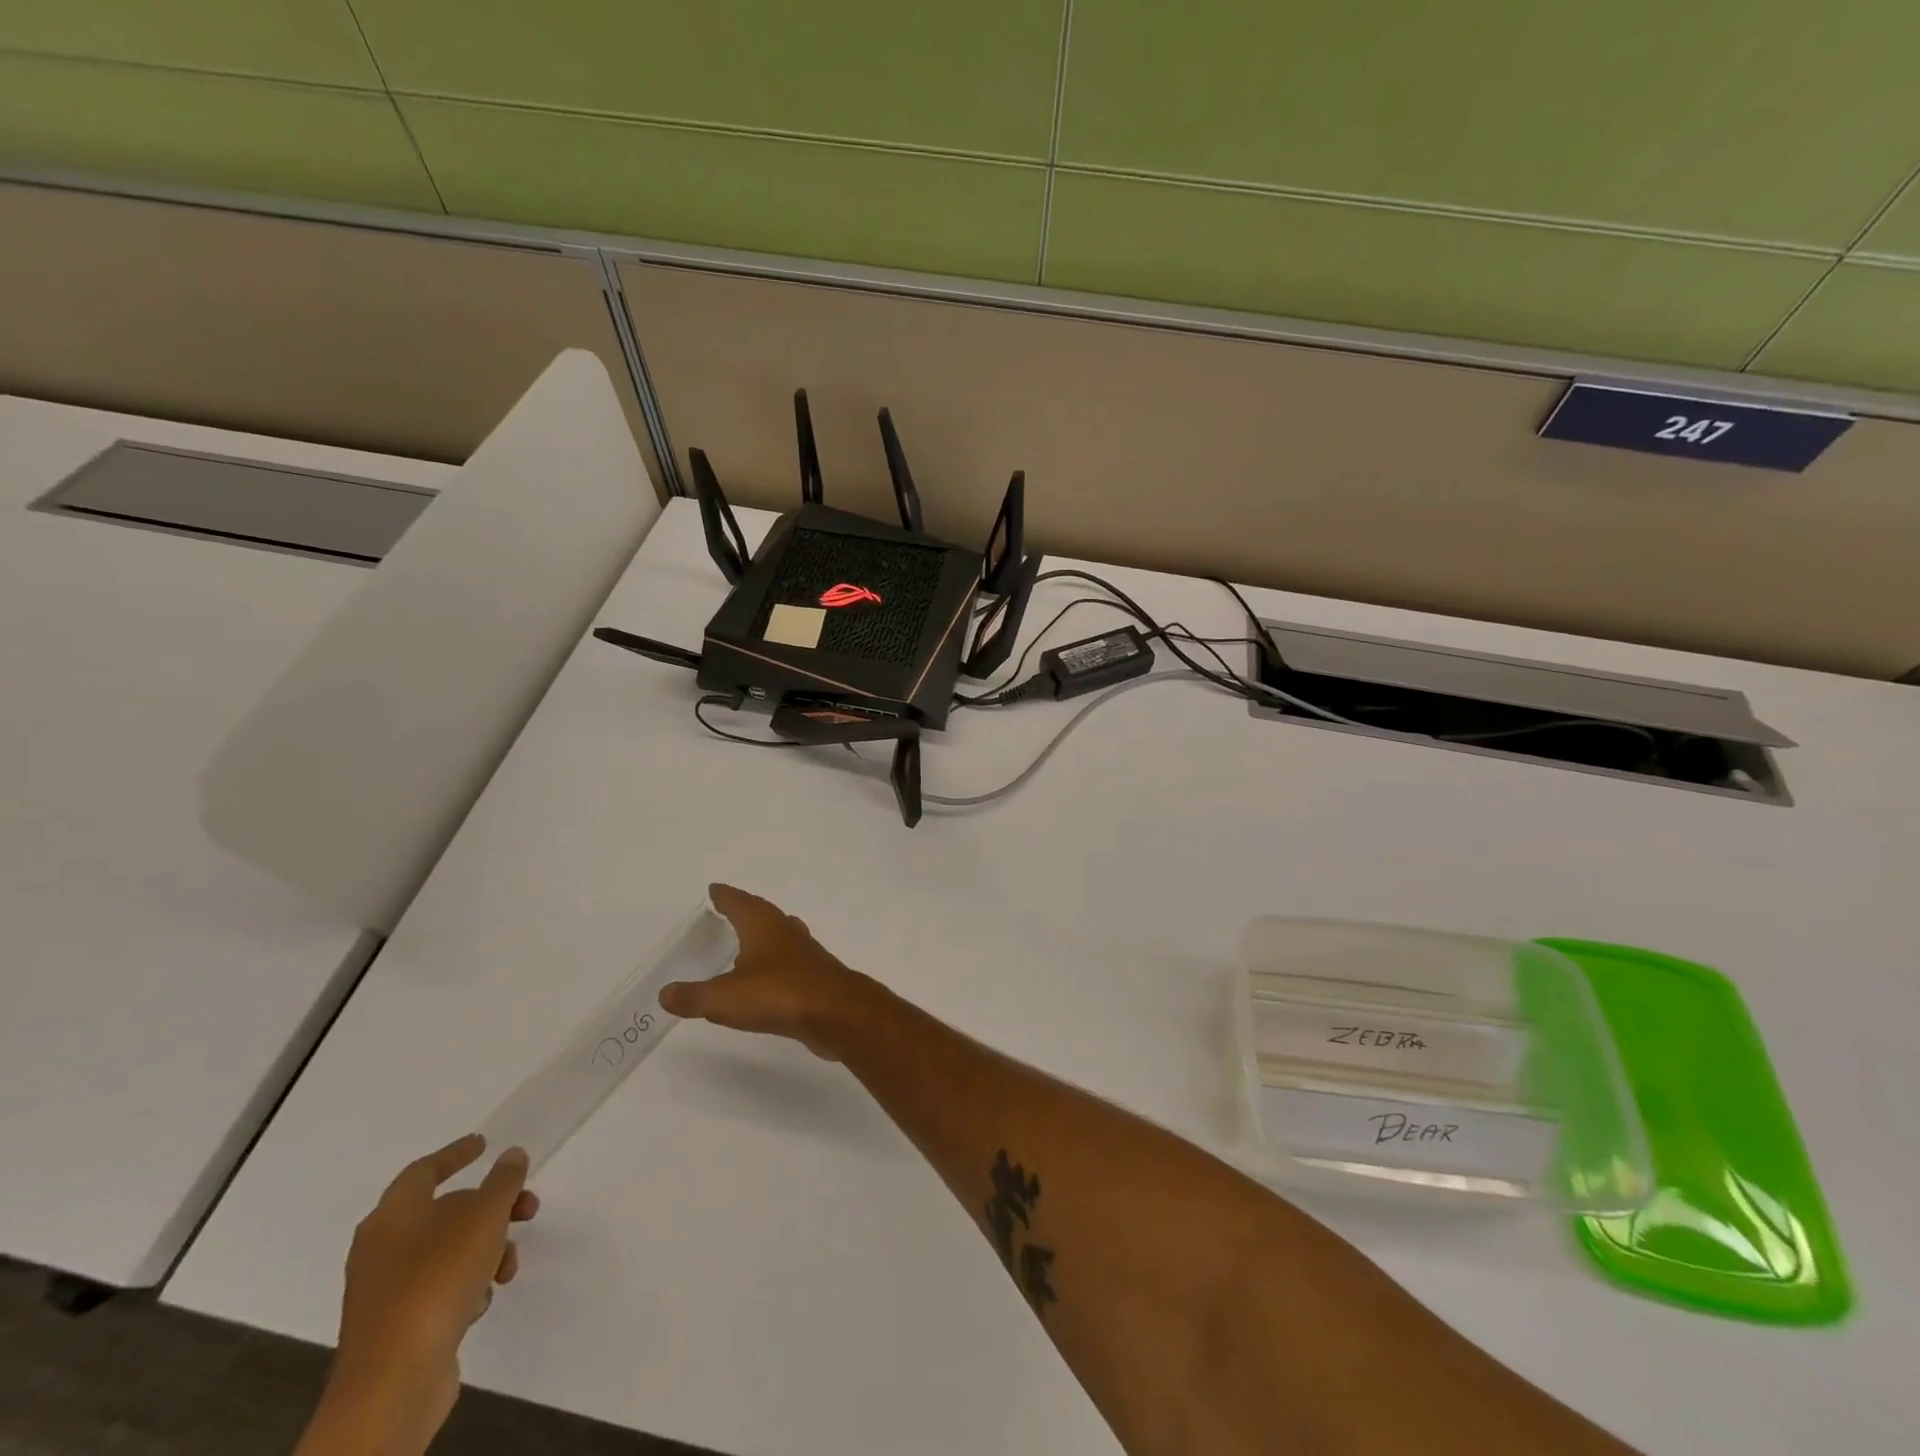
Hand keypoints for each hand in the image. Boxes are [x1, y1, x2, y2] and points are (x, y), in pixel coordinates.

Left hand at [299, 1136, 537, 1455]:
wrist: (394, 1380)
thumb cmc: (438, 1278)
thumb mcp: (485, 1215)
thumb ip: (503, 1180)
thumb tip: (511, 1156)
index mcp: (392, 1215)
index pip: (425, 1170)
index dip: (456, 1153)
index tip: (485, 1143)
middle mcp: (381, 1248)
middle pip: (445, 1211)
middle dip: (491, 1208)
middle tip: (527, 1208)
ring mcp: (386, 1290)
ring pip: (448, 1251)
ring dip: (486, 1249)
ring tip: (508, 1266)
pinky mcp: (396, 1326)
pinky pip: (440, 1288)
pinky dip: (467, 1284)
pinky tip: (481, 1300)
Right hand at [661, 883, 879, 1059]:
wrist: (837, 1013)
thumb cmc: (779, 994)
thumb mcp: (724, 998)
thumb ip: (693, 996)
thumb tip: (665, 993)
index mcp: (763, 925)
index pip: (739, 902)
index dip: (725, 896)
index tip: (714, 889)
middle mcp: (785, 931)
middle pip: (761, 913)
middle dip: (744, 910)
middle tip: (727, 911)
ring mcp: (804, 953)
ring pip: (779, 935)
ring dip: (763, 935)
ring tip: (747, 941)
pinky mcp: (815, 976)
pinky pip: (788, 962)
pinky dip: (773, 963)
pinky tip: (768, 978)